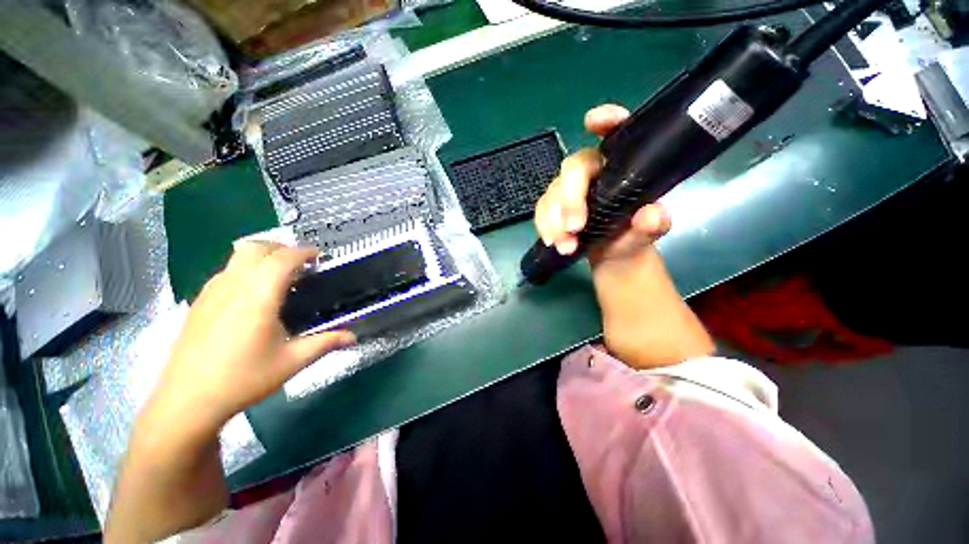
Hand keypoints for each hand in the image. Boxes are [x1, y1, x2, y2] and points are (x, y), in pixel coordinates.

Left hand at [148, 242, 355, 432]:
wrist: (187, 401)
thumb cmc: (243, 379)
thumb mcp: (292, 361)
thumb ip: (325, 343)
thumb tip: (353, 337)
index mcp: (258, 297)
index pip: (282, 259)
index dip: (303, 252)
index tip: (319, 257)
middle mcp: (233, 286)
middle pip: (256, 247)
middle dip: (281, 248)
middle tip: (300, 265)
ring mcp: (211, 292)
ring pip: (237, 257)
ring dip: (263, 257)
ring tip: (280, 277)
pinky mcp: (199, 302)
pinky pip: (226, 272)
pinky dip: (246, 270)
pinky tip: (254, 295)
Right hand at [534, 104, 712, 366]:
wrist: (612, 256)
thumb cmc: (632, 237)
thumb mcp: (646, 233)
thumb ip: (652, 225)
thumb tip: (652, 216)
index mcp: (619, 167)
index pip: (615, 134)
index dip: (606, 121)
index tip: (593, 122)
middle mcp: (591, 173)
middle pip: (572, 169)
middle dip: (570, 197)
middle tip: (575, 227)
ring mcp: (568, 191)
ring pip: (551, 193)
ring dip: (554, 220)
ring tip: (566, 246)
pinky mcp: (554, 208)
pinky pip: (541, 212)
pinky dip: (545, 227)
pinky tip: (554, 243)